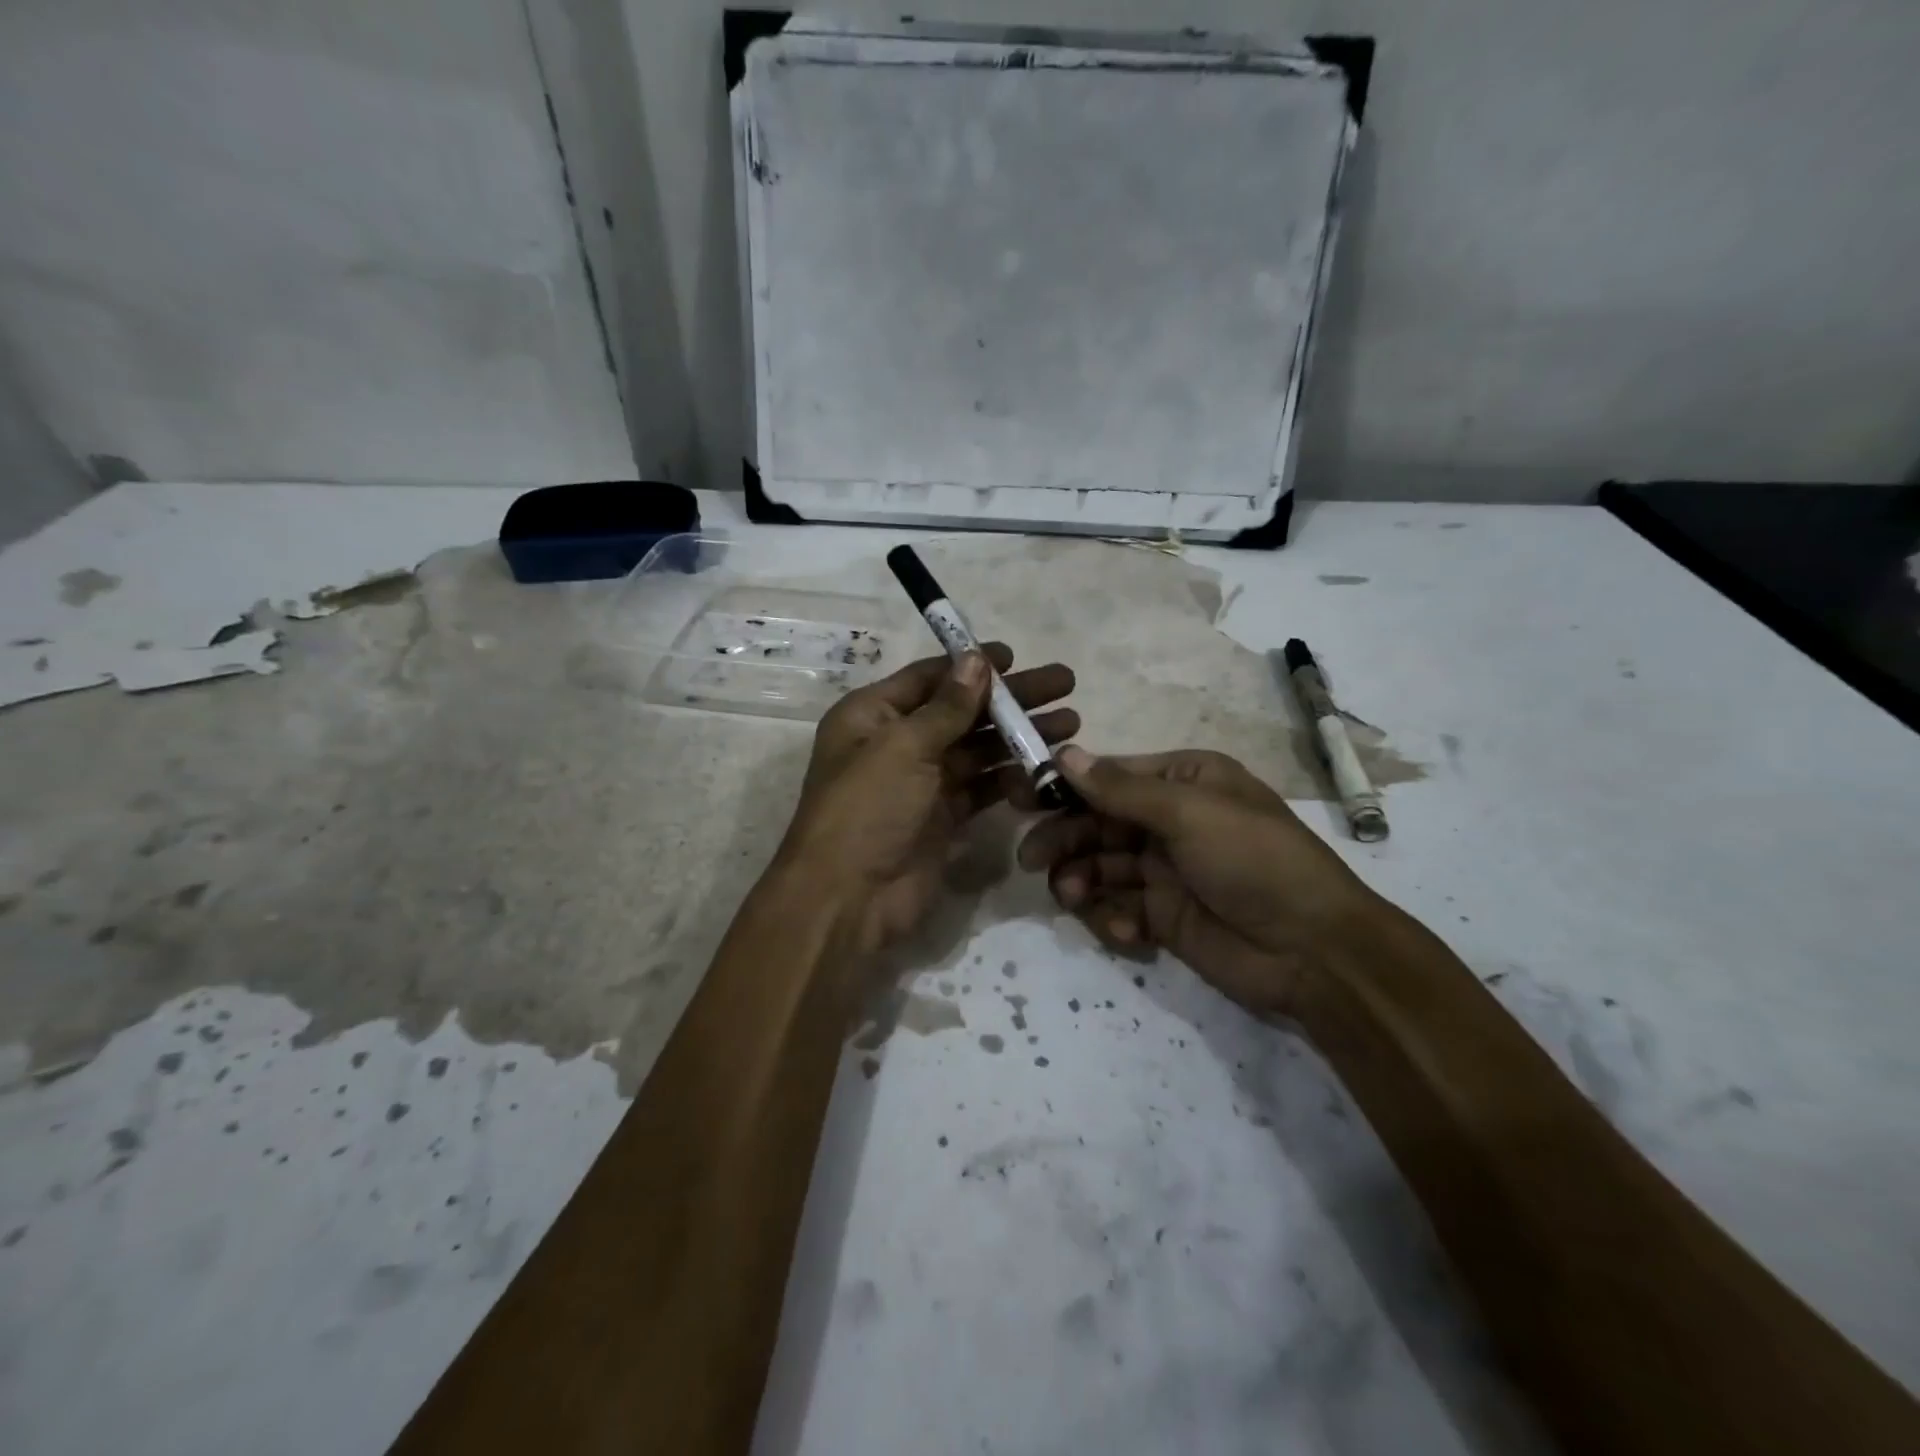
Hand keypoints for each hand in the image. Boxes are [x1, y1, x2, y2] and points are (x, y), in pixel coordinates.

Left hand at [771, 643, 1075, 963]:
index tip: (1017, 656)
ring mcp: (921, 782)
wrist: (848, 899)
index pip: (930, 678)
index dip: (972, 665)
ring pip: (978, 749)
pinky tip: (1046, 766)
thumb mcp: (903, 747)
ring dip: (1019, 736)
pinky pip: (982, 787)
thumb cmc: (866, 809)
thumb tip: (978, 660)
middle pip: (962, 710)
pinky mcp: (943, 816)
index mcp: (872, 715)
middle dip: (1011, 699)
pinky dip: (1011, 776)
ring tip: (1070, 723)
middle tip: (1064, 684)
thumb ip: (947, 706)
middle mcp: (896, 743)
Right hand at [1014, 747, 1380, 1016]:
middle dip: (1065, 839)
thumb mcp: (1189, 813)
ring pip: (1101, 866)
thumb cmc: (1254, 860)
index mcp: (1184, 782)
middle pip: (1097, 823)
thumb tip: (1063, 753)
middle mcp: (1170, 820)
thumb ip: (1120, 789)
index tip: (1023, 799)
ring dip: (1081, 879)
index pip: (1109, 777)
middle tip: (1032, 859)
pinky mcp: (1163, 915)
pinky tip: (1127, 931)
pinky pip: (1118, 907)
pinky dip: (1111, 916)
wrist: (1313, 951)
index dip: (1066, 787)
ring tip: (1073, 896)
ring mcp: (1165, 870)